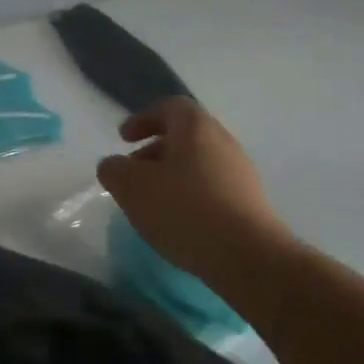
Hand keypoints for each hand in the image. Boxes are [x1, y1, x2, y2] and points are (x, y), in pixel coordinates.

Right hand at [96, 97, 291, 278]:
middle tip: (133, 173)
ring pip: (198, 163)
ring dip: (171, 176)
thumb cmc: (184, 210)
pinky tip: (177, 222)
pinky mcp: (249, 203)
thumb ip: (114, 170)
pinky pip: (212, 188)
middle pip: (185, 136)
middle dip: (154, 151)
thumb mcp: (132, 187)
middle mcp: (223, 142)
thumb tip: (114, 165)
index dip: (143, 118)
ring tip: (151, 203)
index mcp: (196, 128)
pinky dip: (189, 196)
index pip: (170, 106)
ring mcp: (240, 173)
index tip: (124, 139)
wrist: (248, 256)